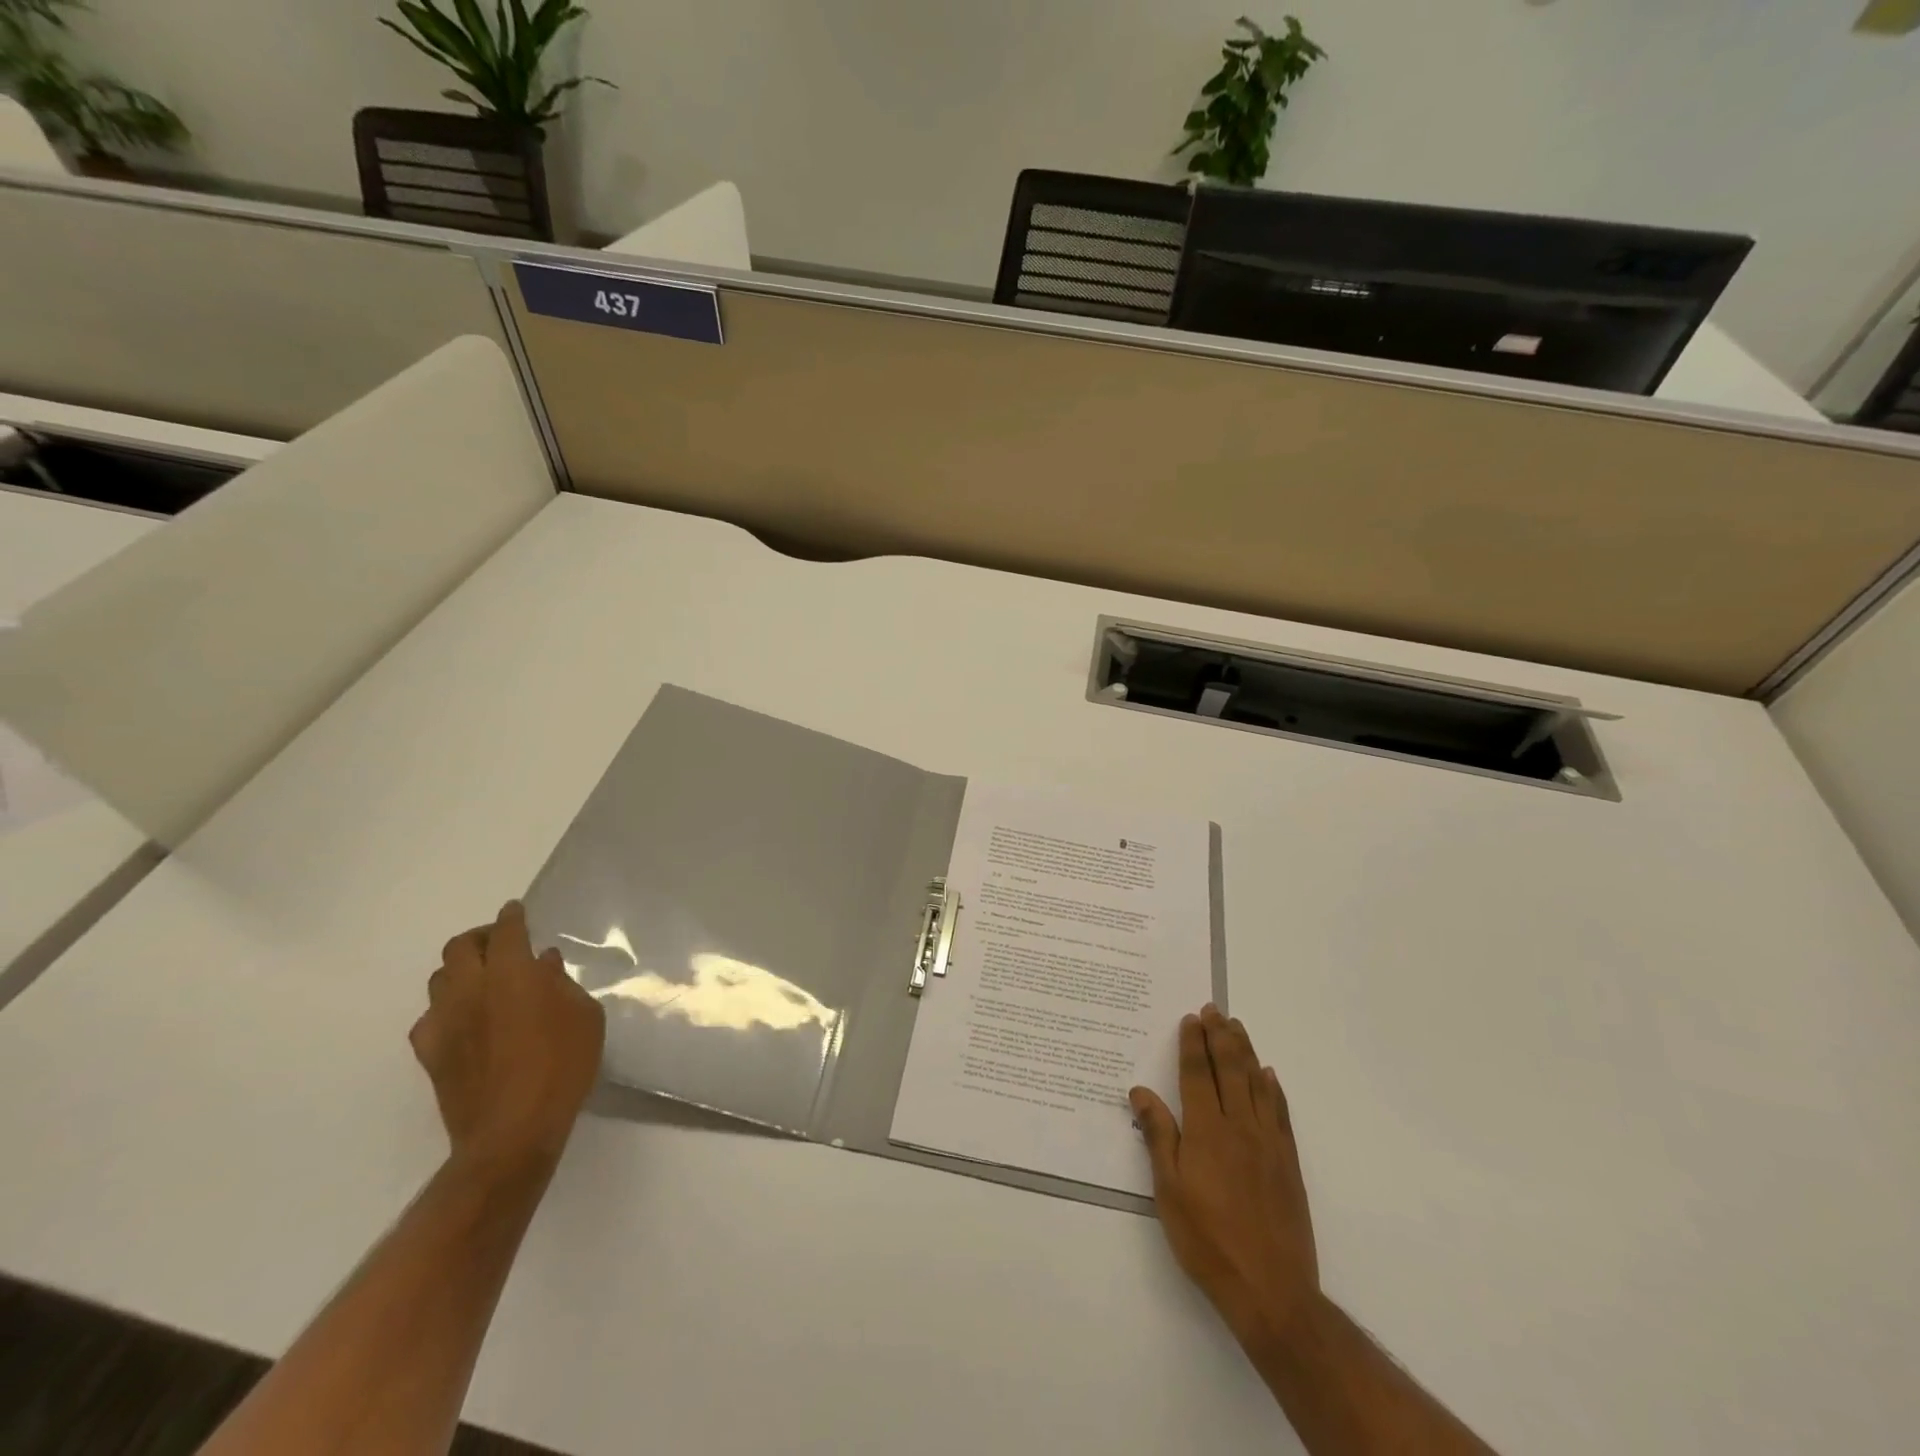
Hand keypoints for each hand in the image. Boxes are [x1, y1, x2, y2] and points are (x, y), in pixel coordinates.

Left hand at [411, 901, 605, 1172]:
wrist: (512, 1130)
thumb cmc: (562, 1065)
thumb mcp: (585, 1017)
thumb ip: (562, 985)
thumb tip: (544, 965)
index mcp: (512, 973)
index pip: (506, 931)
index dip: (512, 917)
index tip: (516, 911)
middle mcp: (471, 989)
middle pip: (460, 947)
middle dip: (480, 937)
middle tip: (500, 943)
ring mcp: (445, 1021)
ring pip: (440, 979)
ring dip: (460, 971)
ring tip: (483, 980)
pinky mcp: (430, 1053)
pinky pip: (430, 1018)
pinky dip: (447, 1010)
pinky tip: (465, 1021)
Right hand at [1130, 1004, 1319, 1347]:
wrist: (1271, 1290)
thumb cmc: (1207, 1240)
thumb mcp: (1168, 1191)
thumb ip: (1158, 1136)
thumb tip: (1140, 1091)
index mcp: (1207, 1131)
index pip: (1198, 1074)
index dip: (1193, 1044)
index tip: (1191, 1018)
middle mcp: (1240, 1126)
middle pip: (1230, 1069)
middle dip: (1220, 1036)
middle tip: (1213, 1009)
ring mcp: (1268, 1143)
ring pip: (1257, 1083)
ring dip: (1246, 1051)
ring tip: (1237, 1026)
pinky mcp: (1288, 1162)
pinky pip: (1281, 1112)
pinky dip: (1274, 1088)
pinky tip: (1269, 1075)